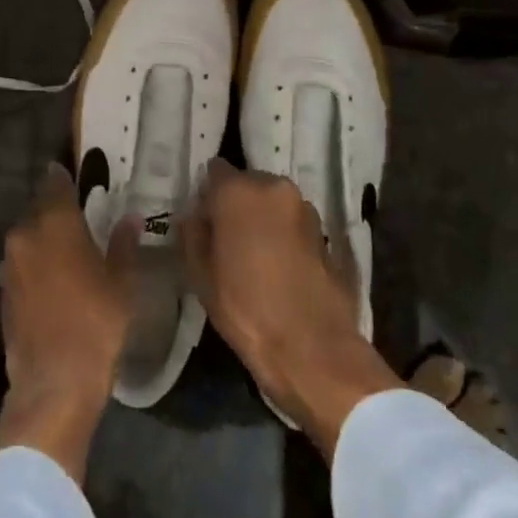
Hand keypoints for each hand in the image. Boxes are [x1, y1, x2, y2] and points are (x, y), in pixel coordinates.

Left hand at [0, 162, 137, 482]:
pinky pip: (21, 263)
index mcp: (55, 223)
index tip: (74, 175)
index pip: (56, 184)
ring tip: (69, 249)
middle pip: (40, 209)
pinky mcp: (3, 291)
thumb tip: (130, 218)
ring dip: (45, 237)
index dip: (64, 178)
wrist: (53, 381)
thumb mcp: (121, 281)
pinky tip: (54, 279)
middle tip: (79, 215)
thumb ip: (123, 243)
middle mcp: (25, 235)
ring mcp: (9, 264)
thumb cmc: (96, 323)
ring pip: (28, 237)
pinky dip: (35, 263)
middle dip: (57, 209)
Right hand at [183, 160, 399, 456]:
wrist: (311, 346)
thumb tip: (195, 215)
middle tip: (226, 238)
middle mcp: (274, 187)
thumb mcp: (200, 274)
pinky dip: (283, 234)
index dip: (207, 194)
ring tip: (253, 255)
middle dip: (236, 204)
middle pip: (247, 183)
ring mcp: (304, 207)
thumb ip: (193, 233)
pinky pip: (292, 222)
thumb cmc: (245, 308)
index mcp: (238, 190)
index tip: (202, 219)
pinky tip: (277, 265)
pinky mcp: (324, 231)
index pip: (215, 171)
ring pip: (272, 202)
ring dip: (262, 218)